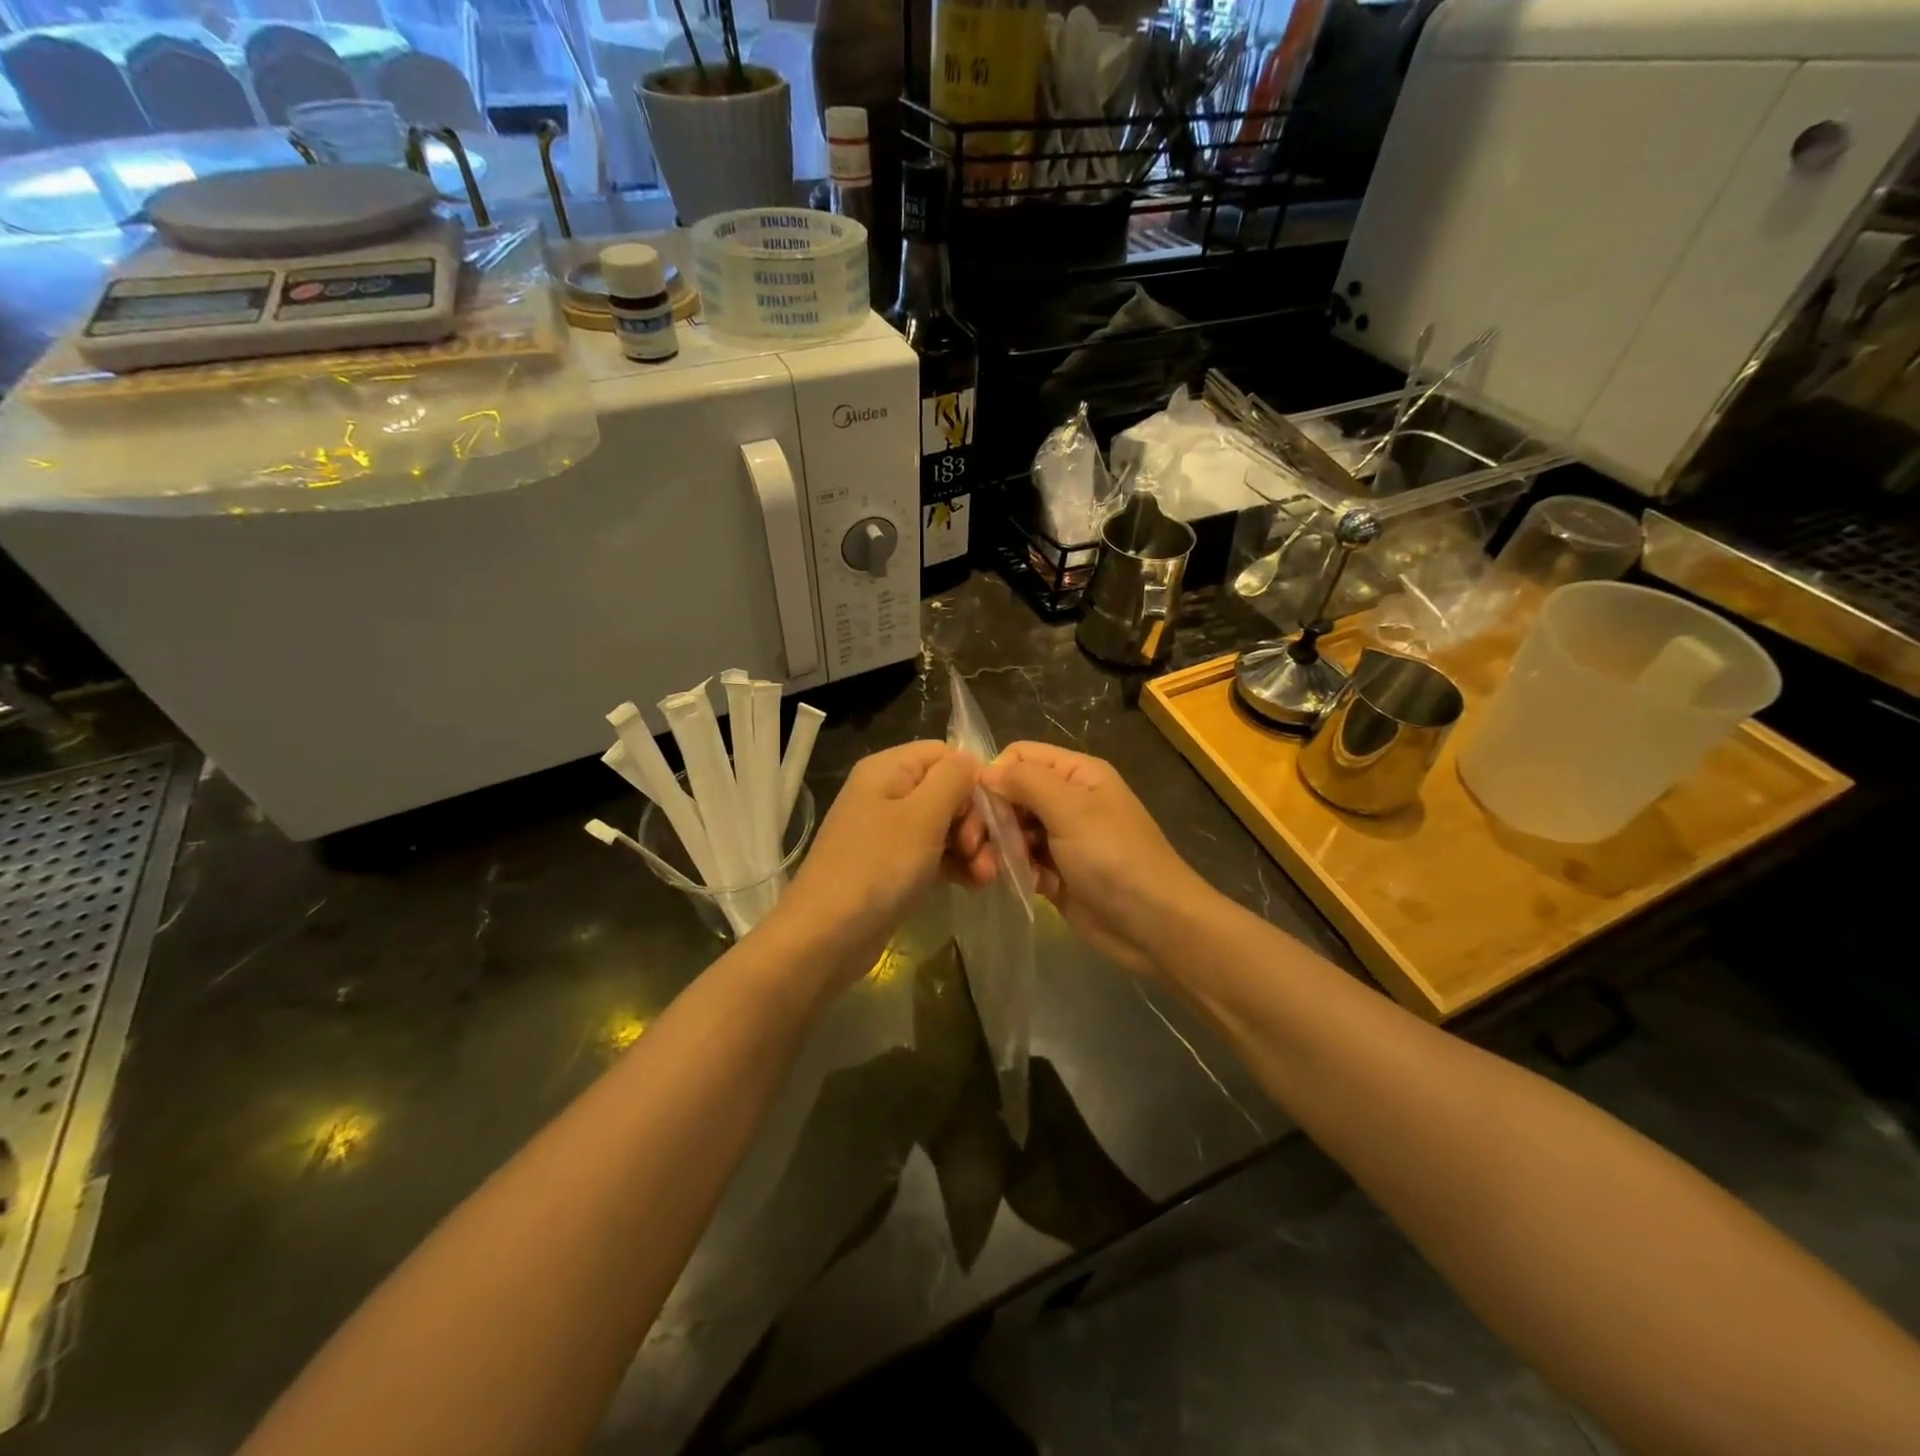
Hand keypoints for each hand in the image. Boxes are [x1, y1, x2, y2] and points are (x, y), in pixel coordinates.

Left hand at [771, 741, 989, 983]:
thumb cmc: (876, 868)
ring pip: (946, 825)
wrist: (825, 937)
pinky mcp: (893, 866)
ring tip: (985, 877)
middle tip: (981, 853)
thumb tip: (971, 760)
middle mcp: (887, 793)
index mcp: (888, 769)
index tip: (990, 815)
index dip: (973, 780)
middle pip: (948, 791)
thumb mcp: (921, 816)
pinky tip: (974, 885)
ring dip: (972, 848)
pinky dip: (956, 865)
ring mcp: (889, 832)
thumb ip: (953, 779)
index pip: (945, 755)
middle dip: (975, 821)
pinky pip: (934, 854)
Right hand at [981, 742, 1212, 975]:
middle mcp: (1067, 800)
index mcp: (1076, 774)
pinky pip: (1021, 861)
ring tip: (990, 872)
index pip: (1019, 757)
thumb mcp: (1072, 810)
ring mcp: (1061, 838)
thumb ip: (1026, 782)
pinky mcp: (1055, 872)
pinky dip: (1016, 871)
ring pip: (1011, 830)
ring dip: (999, 849)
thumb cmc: (1115, 858)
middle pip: (1010, 794)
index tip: (974, 806)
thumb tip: (985, 770)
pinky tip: (1025, 886)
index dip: (994, 775)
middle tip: (975, 847)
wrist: (1154, 925)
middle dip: (991, 819)